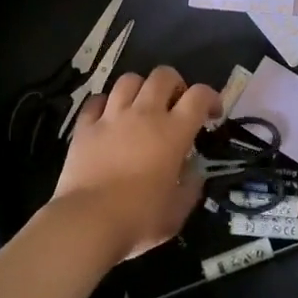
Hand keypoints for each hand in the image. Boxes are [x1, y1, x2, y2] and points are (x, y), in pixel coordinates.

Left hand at [50, 65, 217, 262]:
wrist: (88, 222)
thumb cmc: (139, 219)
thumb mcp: (177, 211)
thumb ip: (190, 187)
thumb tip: (193, 173)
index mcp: (173, 132)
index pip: (199, 96)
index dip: (211, 97)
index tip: (212, 113)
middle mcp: (144, 114)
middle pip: (163, 75)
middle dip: (175, 83)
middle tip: (175, 104)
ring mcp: (112, 117)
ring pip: (129, 80)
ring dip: (140, 88)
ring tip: (141, 107)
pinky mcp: (85, 126)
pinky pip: (96, 100)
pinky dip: (106, 103)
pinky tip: (108, 117)